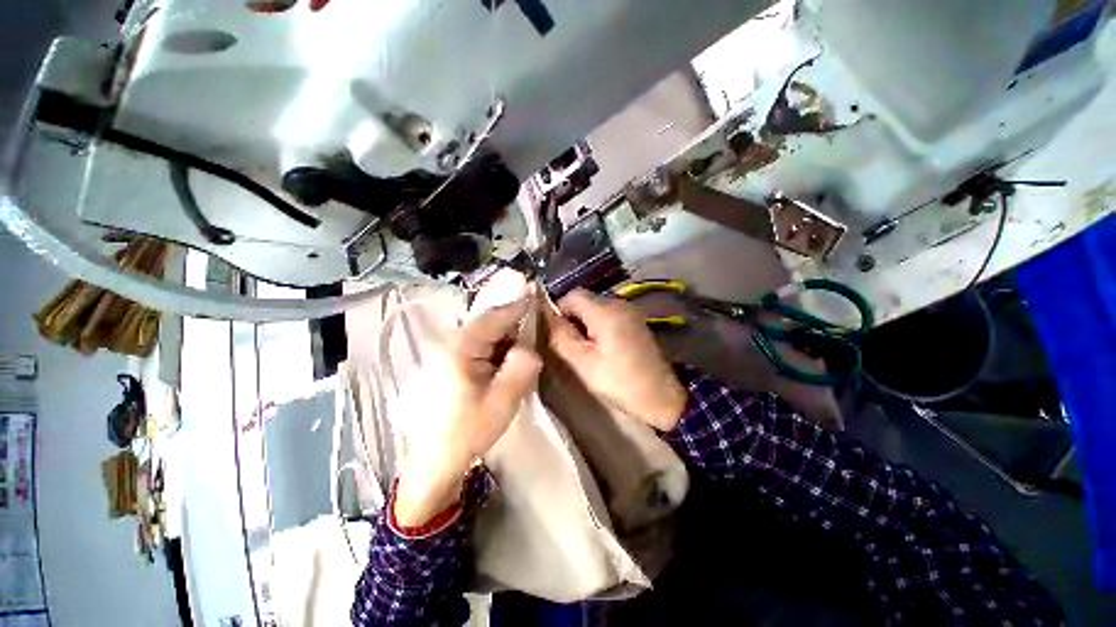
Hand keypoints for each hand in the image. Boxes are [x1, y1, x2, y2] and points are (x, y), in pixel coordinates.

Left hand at [394, 296, 541, 526]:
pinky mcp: (448, 364)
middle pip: (487, 321)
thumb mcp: (503, 400)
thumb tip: (529, 346)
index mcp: (461, 348)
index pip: (493, 317)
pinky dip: (494, 345)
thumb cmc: (469, 430)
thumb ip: (521, 366)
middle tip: (533, 318)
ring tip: (522, 338)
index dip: (516, 305)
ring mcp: (446, 353)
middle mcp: (450, 344)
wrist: (435, 460)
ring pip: (482, 333)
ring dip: (503, 333)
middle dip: (511, 319)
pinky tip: (504, 357)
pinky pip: (477, 345)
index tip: (534, 291)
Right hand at [546, 289, 687, 431]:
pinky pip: (609, 314)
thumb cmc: (620, 381)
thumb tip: (547, 317)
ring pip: (596, 307)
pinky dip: (598, 325)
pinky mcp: (635, 320)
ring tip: (585, 349)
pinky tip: (602, 347)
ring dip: (585, 323)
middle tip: (571, 345)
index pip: (572, 295)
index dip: (558, 310)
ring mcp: (630, 310)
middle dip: (572, 318)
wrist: (661, 396)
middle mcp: (619, 303)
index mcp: (606, 311)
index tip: (556, 333)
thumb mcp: (584, 363)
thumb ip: (562, 336)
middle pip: (584, 300)